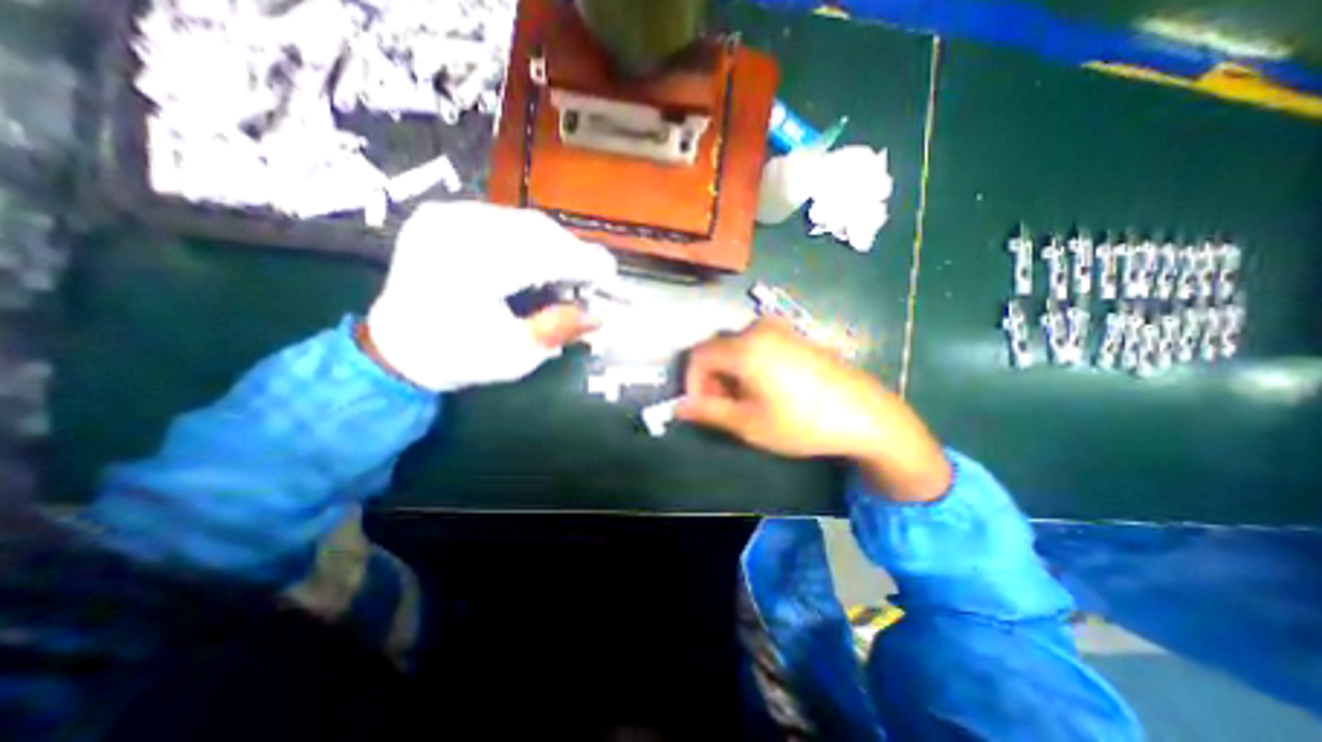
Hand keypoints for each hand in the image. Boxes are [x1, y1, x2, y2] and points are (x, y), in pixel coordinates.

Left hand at [367, 201, 621, 392]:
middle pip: (540, 233)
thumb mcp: (516, 355)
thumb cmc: (458, 357)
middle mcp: (456, 228)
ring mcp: (446, 215)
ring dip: (556, 249)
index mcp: (470, 268)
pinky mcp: (444, 214)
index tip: (615, 281)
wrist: (398, 347)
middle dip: (575, 258)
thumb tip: (600, 315)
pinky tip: (539, 264)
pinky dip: (533, 242)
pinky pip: (506, 221)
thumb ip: (561, 328)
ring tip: (568, 278)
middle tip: (595, 284)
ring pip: (526, 223)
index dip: (588, 267)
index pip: (548, 256)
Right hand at [680, 320, 950, 503]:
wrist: (865, 413)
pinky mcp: (794, 334)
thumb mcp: (749, 423)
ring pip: (735, 346)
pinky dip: (748, 364)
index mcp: (744, 347)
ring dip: (729, 372)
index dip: (692, 382)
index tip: (700, 407)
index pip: (698, 355)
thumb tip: (678, 408)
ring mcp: (779, 328)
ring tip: (744, 402)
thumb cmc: (802, 422)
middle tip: (722, 408)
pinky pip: (756, 344)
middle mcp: (758, 328)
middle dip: (711, 378)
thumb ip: (708, 411)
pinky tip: (764, 388)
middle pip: (716, 348)